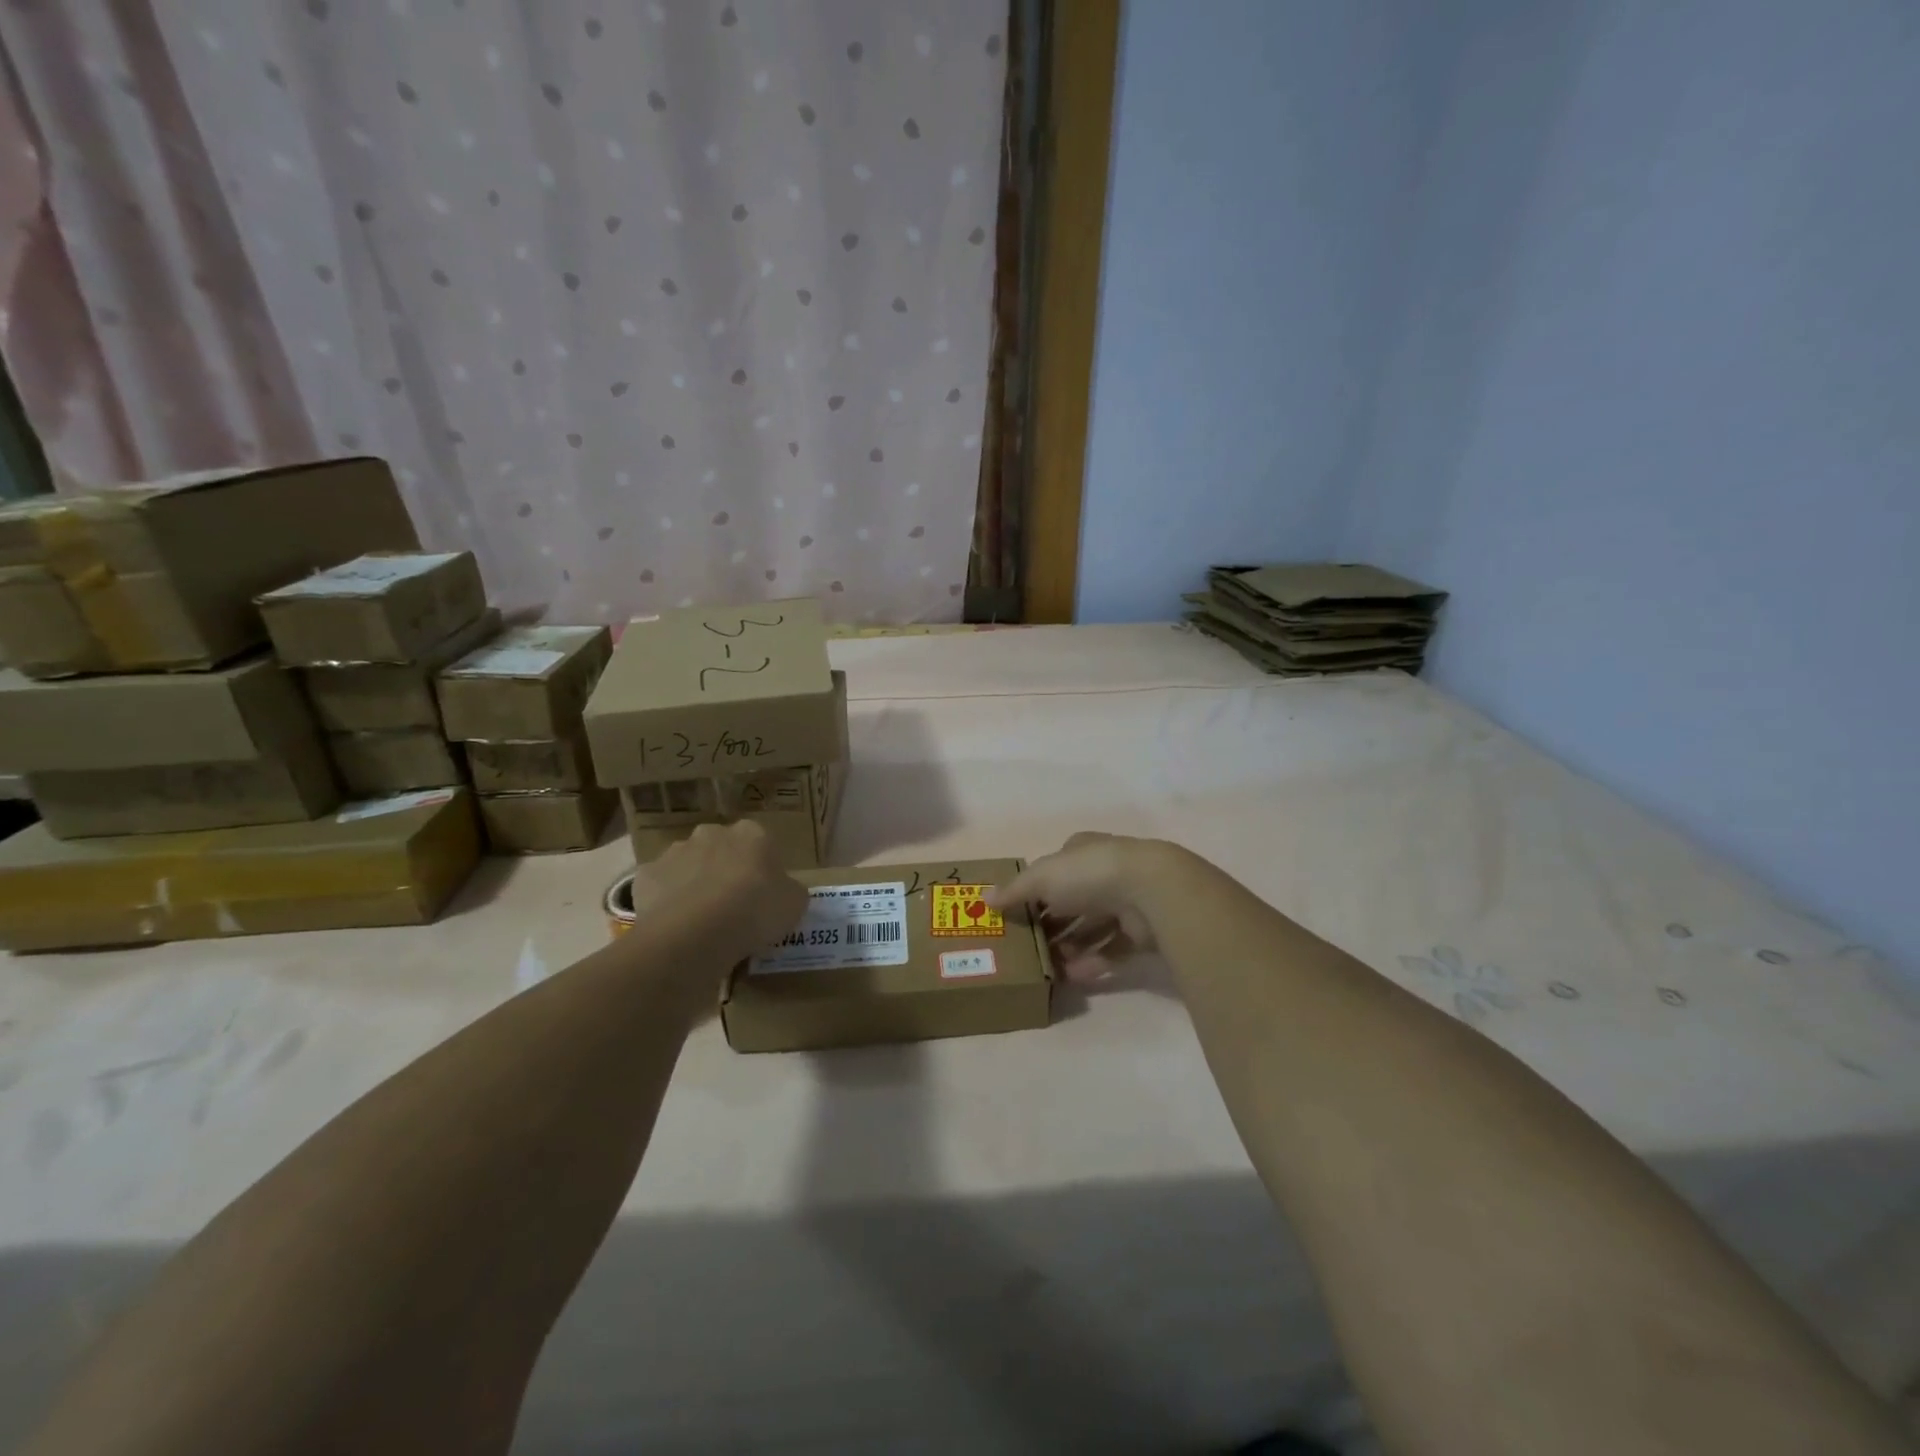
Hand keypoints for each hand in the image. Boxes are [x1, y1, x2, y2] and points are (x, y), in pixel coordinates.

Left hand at [629, 821, 807, 959]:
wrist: (698, 931)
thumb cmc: (756, 910)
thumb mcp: (794, 903)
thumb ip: (789, 890)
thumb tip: (783, 891)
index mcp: (752, 833)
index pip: (760, 843)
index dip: (761, 869)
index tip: (762, 894)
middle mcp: (712, 833)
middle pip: (720, 848)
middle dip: (723, 869)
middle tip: (731, 905)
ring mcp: (675, 851)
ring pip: (687, 865)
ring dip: (693, 883)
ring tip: (701, 920)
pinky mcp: (646, 876)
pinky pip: (659, 887)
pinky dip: (665, 901)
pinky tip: (675, 925)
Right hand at [988, 832, 1176, 982]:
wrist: (1150, 891)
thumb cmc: (1088, 874)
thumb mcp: (1041, 878)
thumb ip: (1015, 891)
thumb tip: (986, 900)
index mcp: (1081, 853)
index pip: (1055, 870)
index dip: (1035, 891)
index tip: (1018, 914)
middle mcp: (1104, 874)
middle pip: (1072, 902)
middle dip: (1051, 925)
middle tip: (1028, 948)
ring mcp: (1125, 902)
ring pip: (1092, 928)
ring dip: (1070, 947)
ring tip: (1048, 968)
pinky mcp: (1141, 932)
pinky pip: (1112, 950)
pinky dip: (1093, 963)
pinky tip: (1072, 978)